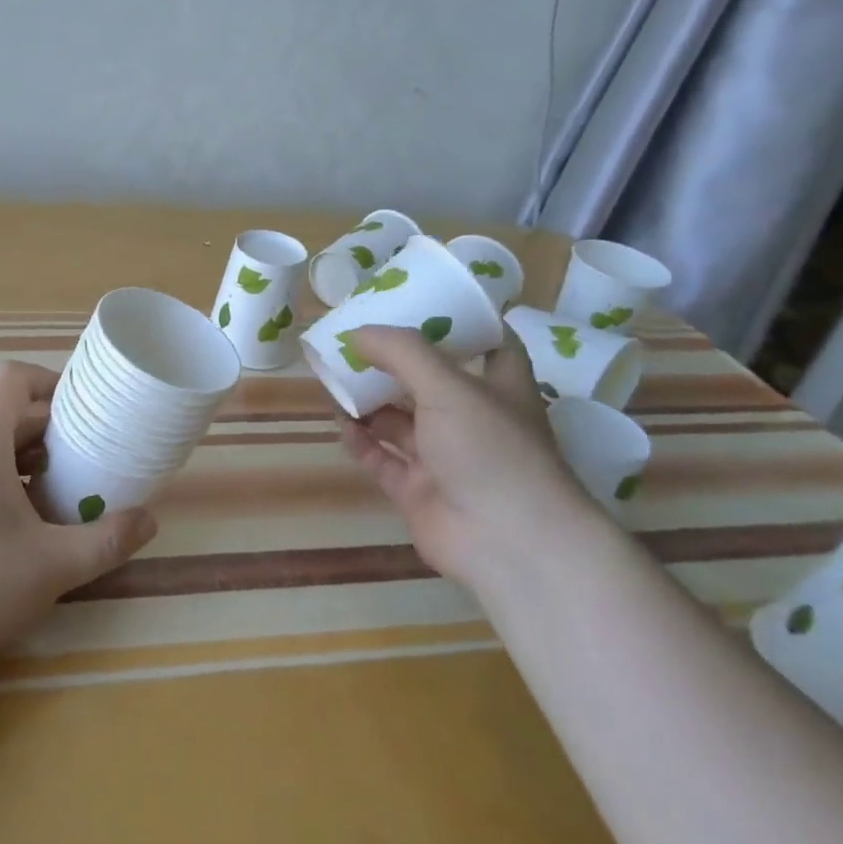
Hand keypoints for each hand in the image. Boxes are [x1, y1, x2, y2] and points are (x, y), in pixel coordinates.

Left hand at [0, 361, 158, 682]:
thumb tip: (149, 521)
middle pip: (1, 417)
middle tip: (84, 462)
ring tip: (54, 499)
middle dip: (47, 433)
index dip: (48, 381)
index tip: (81, 410)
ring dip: (22, 462)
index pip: (9, 380)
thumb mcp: (52, 567)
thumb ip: (107, 541)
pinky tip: (11, 533)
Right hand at [335, 326, 591, 584]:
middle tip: (354, 341)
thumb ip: (401, 352)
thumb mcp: (448, 387)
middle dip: (393, 363)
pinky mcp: (419, 491)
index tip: (421, 300)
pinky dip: (362, 441)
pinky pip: (383, 459)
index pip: (487, 344)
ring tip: (335, 379)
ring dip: (370, 401)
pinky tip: (340, 423)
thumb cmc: (490, 449)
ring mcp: (444, 458)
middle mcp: (473, 420)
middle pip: (429, 382)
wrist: (507, 543)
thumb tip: (357, 332)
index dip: (457, 322)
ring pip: (400, 422)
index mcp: (498, 387)